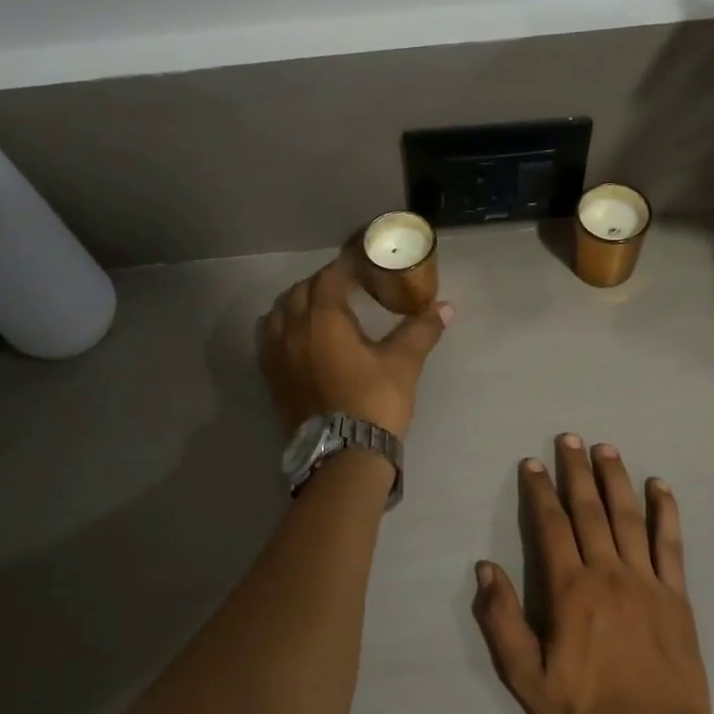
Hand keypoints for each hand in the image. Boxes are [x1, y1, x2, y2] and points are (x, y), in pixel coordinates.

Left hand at [258, 255, 451, 438]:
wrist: (344, 456)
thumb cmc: (375, 402)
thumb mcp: (403, 363)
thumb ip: (421, 330)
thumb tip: (446, 307)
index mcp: (323, 319)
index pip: (332, 275)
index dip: (348, 262)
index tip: (365, 257)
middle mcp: (292, 330)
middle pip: (302, 290)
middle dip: (325, 281)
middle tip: (350, 285)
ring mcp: (276, 354)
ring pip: (278, 311)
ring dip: (299, 301)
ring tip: (321, 307)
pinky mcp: (271, 377)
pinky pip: (267, 337)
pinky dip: (282, 326)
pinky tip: (298, 335)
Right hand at [473, 434, 711, 713]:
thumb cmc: (584, 711)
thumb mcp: (526, 678)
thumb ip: (502, 621)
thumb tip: (485, 569)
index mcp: (570, 590)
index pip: (551, 526)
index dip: (540, 492)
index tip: (532, 463)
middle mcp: (608, 573)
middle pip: (590, 510)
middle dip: (577, 471)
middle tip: (570, 438)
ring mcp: (647, 581)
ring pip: (629, 517)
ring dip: (616, 480)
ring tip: (607, 449)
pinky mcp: (676, 596)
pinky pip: (670, 544)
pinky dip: (665, 512)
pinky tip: (660, 487)